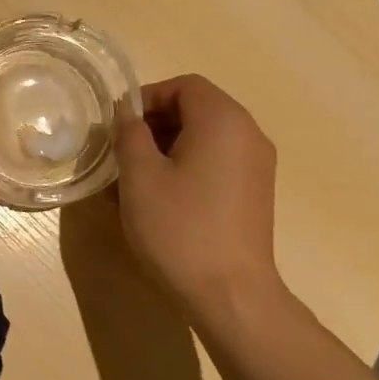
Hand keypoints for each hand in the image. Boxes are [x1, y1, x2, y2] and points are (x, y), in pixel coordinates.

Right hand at [113, 74, 281, 316]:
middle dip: (156, 124)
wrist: (231, 294)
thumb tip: (127, 114)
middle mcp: (248, 134)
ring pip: (207, 137)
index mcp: (223, 120)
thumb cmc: (179, 228)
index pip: (184, 85)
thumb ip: (130, 134)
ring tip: (138, 180)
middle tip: (124, 154)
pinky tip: (165, 199)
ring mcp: (258, 165)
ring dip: (169, 147)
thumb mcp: (140, 177)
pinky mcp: (256, 193)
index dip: (147, 98)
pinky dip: (190, 166)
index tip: (120, 128)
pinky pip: (219, 162)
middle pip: (198, 108)